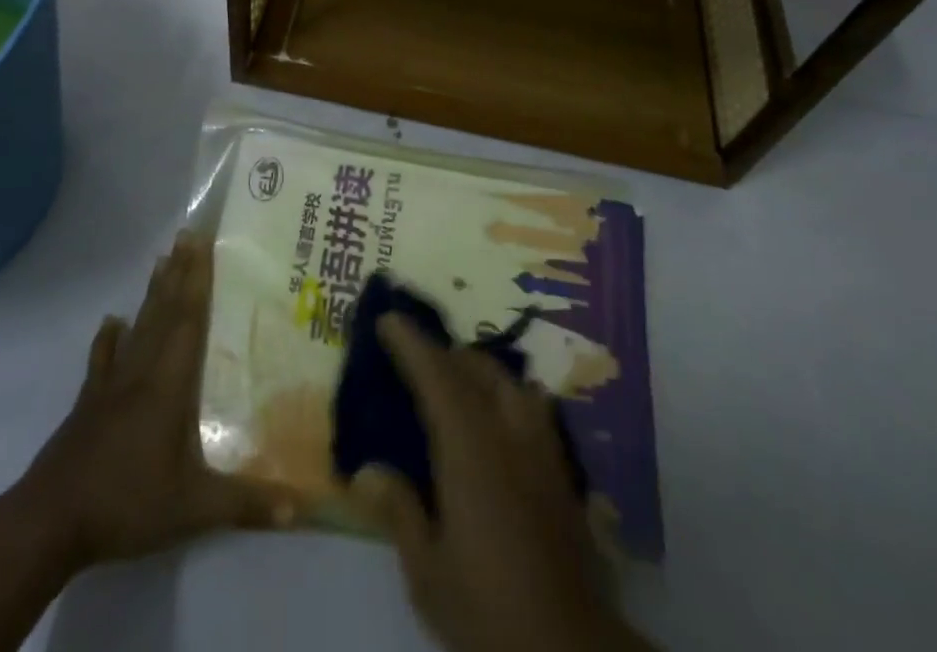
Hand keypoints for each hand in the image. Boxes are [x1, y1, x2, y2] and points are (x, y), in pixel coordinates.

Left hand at [7, 231, 294, 570]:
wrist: (50, 521)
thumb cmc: (126, 503)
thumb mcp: (192, 509)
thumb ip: (245, 504)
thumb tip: (301, 508)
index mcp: (169, 384)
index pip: (188, 320)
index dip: (198, 280)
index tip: (203, 242)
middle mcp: (141, 372)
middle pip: (164, 312)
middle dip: (179, 272)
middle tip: (187, 235)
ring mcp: (111, 385)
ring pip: (137, 327)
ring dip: (152, 293)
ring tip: (161, 261)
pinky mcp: (89, 403)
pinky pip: (102, 359)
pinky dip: (109, 338)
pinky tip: (112, 322)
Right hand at [356, 314, 651, 651]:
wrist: (570, 649)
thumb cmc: (488, 610)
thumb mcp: (428, 573)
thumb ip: (399, 512)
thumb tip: (366, 470)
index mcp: (470, 449)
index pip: (436, 377)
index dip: (411, 343)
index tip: (389, 319)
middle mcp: (508, 433)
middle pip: (476, 369)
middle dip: (444, 353)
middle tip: (415, 356)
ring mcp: (542, 449)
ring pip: (511, 381)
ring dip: (479, 370)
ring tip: (457, 381)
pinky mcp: (563, 472)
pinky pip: (533, 408)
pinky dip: (509, 395)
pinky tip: (501, 418)